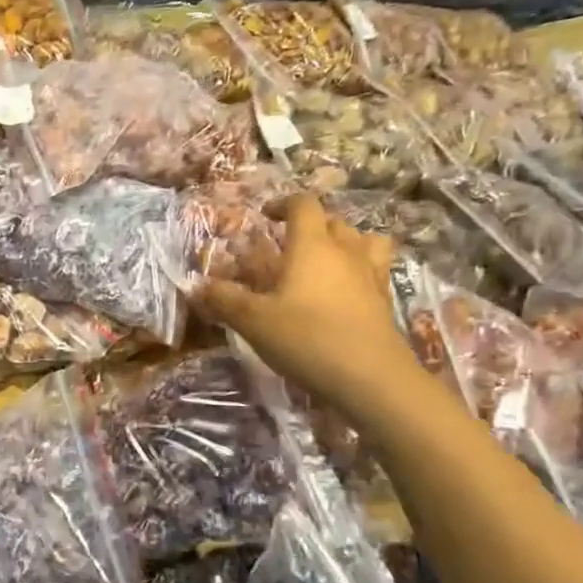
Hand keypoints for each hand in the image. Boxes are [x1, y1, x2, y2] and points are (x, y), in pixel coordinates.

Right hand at [195, 196, 417, 415]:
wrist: (370, 378)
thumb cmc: (307, 338)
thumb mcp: (253, 321)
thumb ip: (224, 299)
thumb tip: (197, 285)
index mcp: (312, 245)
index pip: (303, 205)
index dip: (283, 204)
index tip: (266, 216)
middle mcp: (345, 251)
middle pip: (333, 221)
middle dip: (310, 225)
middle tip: (289, 244)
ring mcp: (371, 275)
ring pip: (363, 241)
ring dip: (344, 242)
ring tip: (326, 260)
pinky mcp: (384, 300)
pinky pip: (375, 269)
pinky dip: (359, 270)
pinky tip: (344, 292)